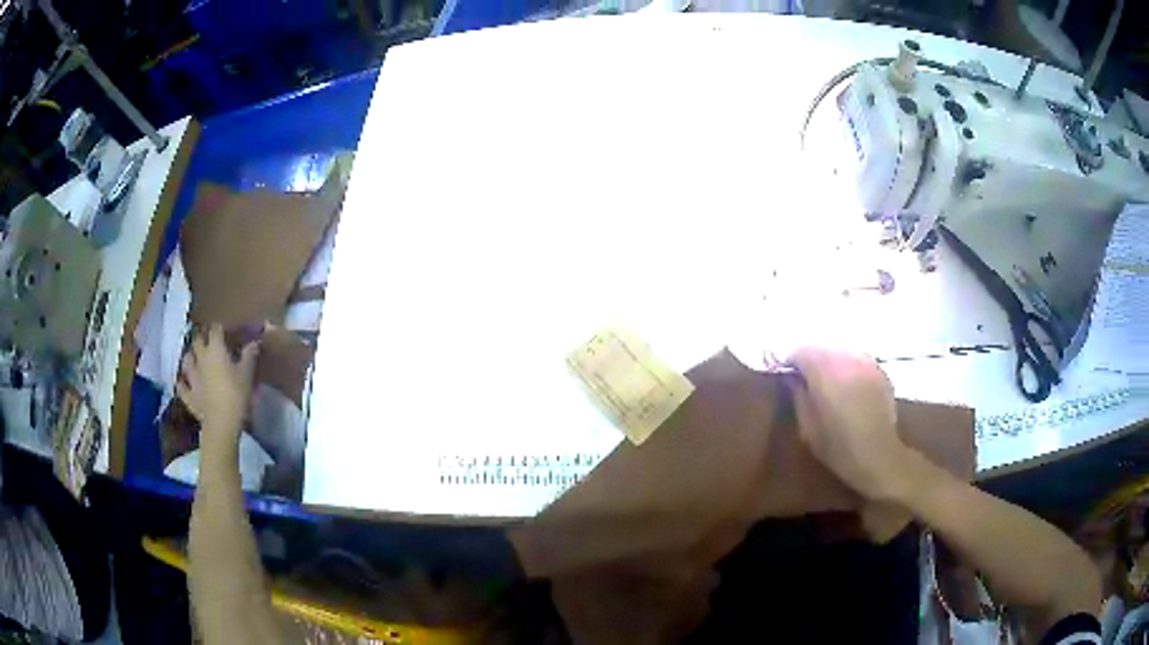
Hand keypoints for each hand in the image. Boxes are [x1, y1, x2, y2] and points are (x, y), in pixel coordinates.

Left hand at [178, 325, 260, 449]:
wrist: (221, 422)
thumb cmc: (236, 395)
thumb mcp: (247, 374)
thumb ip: (249, 356)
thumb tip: (254, 342)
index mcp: (215, 350)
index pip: (215, 330)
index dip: (219, 327)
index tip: (224, 329)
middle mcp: (200, 358)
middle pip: (197, 341)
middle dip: (202, 338)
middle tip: (208, 341)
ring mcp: (192, 377)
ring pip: (186, 360)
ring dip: (190, 357)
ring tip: (194, 358)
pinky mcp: (188, 395)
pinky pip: (181, 386)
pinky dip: (182, 383)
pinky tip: (183, 382)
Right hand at [788, 346, 908, 500]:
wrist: (878, 455)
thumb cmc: (838, 447)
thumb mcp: (808, 428)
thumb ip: (798, 396)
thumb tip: (791, 377)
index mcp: (824, 372)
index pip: (800, 351)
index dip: (790, 361)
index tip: (785, 374)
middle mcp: (845, 359)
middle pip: (821, 347)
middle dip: (810, 359)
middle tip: (804, 378)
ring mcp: (866, 362)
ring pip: (841, 350)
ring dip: (830, 361)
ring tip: (827, 381)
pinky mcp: (879, 370)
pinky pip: (857, 359)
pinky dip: (848, 367)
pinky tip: (848, 385)